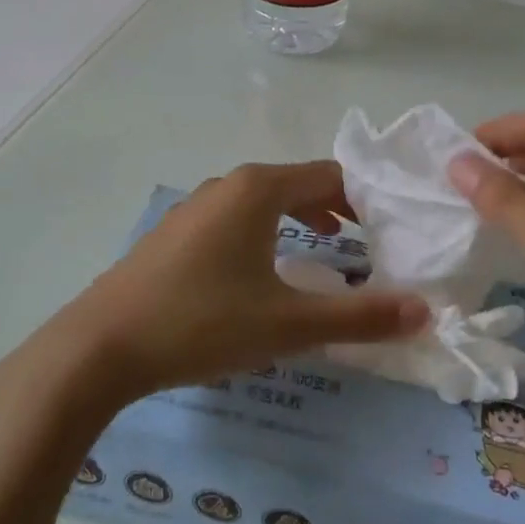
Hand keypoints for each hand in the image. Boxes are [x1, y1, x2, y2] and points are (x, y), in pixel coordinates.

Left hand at [34, 162, 428, 409]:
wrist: (98, 347)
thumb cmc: (202, 322)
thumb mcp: (289, 324)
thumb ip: (360, 317)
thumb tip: (426, 312)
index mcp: (258, 189)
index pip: (330, 175)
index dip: (367, 198)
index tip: (393, 228)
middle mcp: (227, 186)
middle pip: (298, 184)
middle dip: (337, 209)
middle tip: (370, 241)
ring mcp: (195, 208)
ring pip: (264, 203)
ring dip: (301, 221)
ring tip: (328, 250)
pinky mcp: (175, 234)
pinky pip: (236, 221)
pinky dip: (267, 234)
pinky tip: (265, 273)